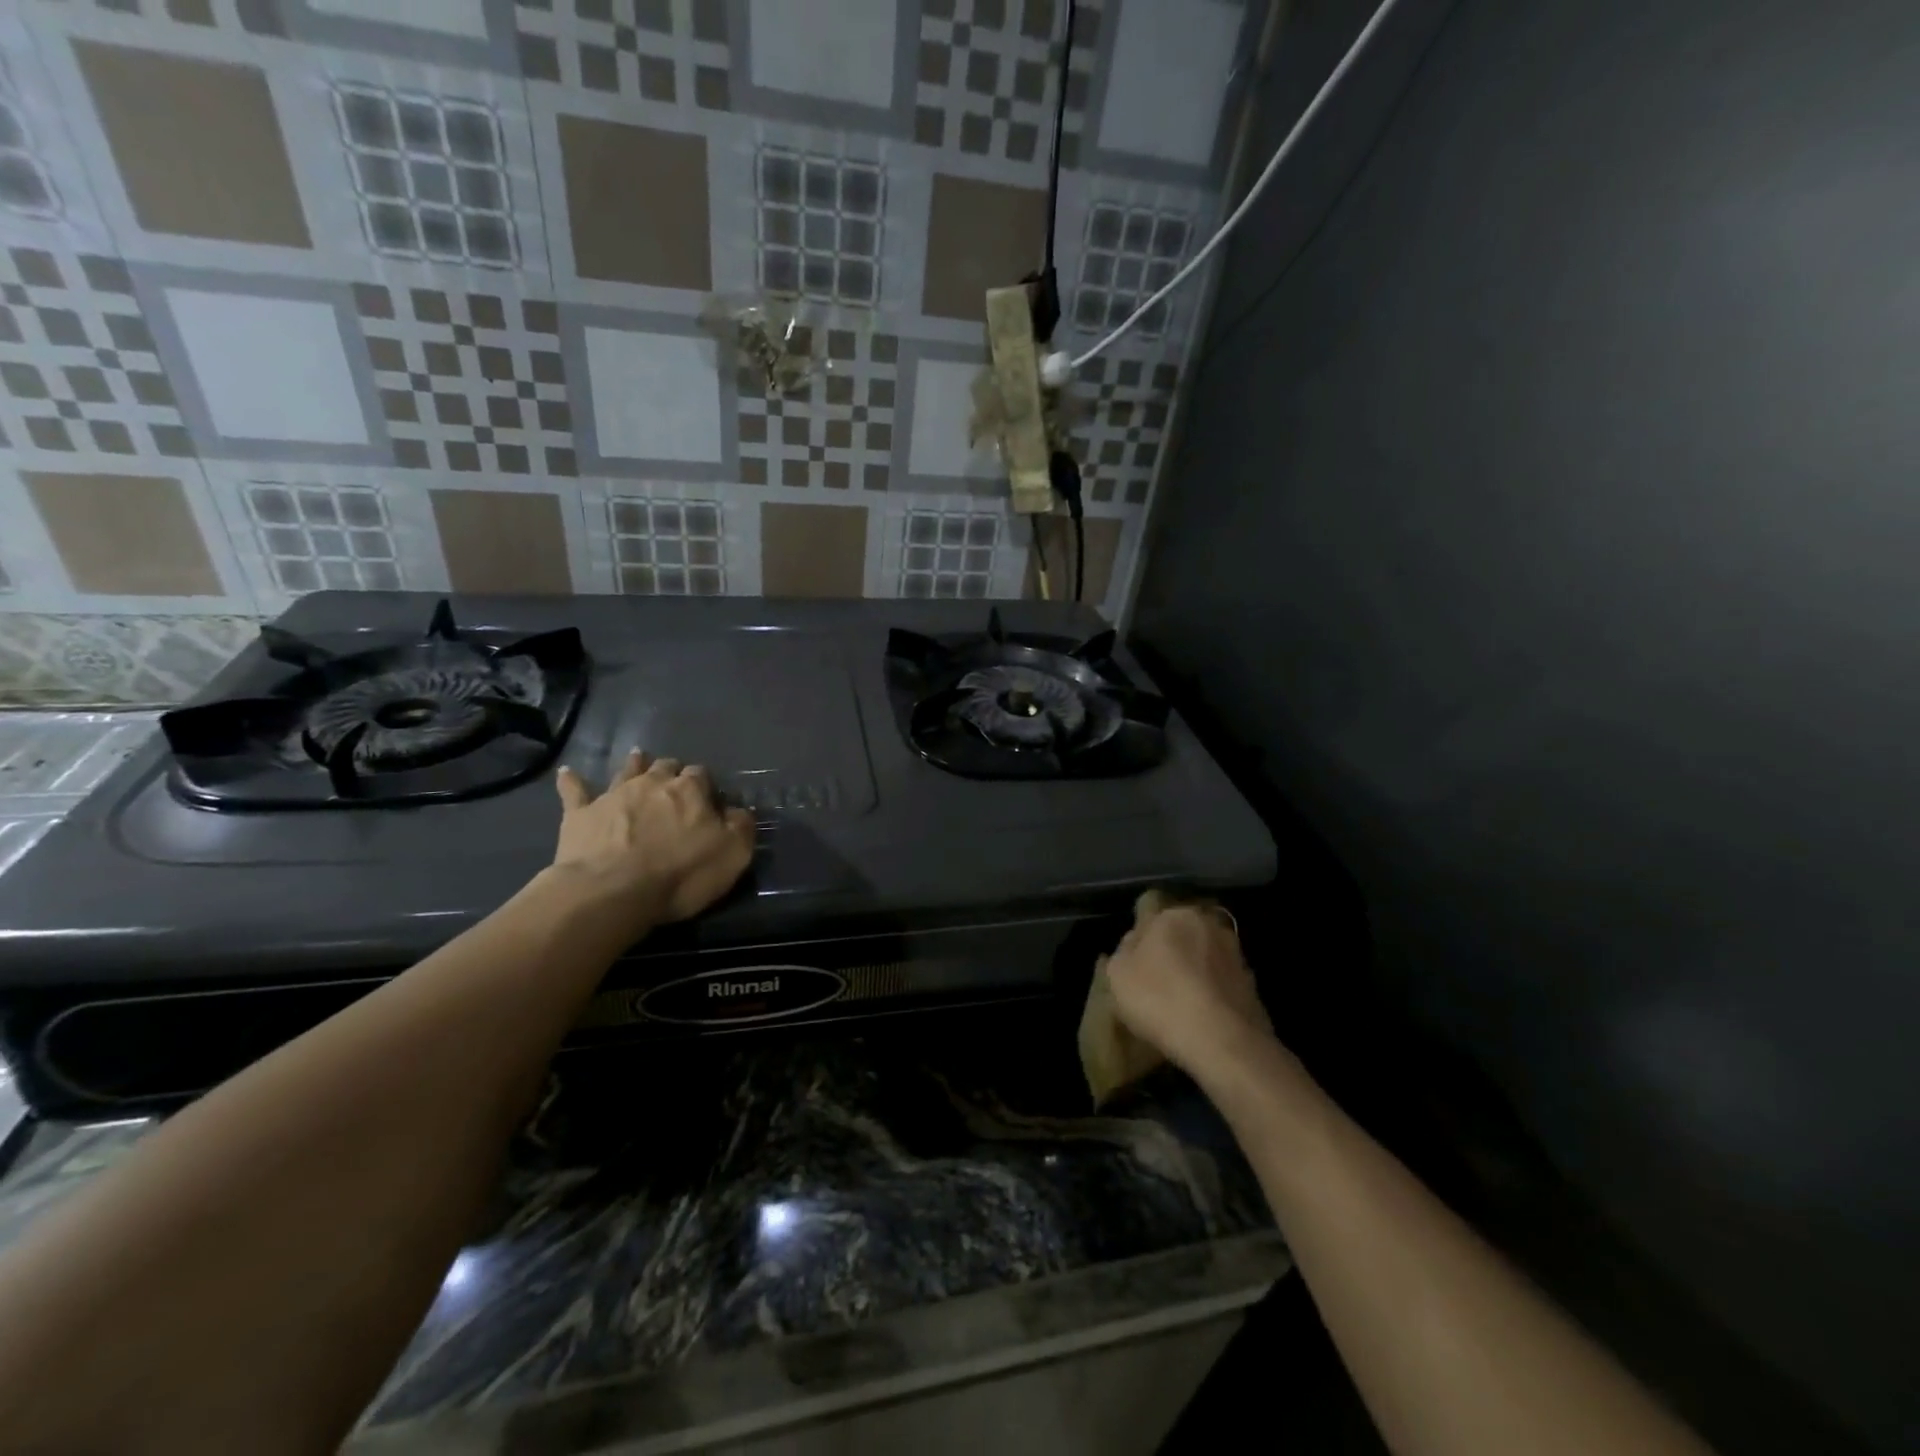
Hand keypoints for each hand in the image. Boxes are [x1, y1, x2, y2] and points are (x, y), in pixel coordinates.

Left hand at [551, 750, 755, 930]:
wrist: (611, 891)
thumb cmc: (680, 874)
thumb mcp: (733, 854)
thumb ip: (740, 826)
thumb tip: (738, 811)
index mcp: (690, 790)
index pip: (702, 776)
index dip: (706, 786)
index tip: (708, 800)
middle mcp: (652, 783)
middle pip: (665, 767)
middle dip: (671, 771)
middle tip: (674, 782)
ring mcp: (613, 795)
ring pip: (627, 771)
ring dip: (634, 764)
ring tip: (638, 756)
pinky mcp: (580, 814)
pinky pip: (575, 791)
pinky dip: (571, 781)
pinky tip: (567, 772)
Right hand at [1104, 900, 1276, 1075]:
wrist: (1223, 1042)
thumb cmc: (1160, 999)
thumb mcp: (1118, 974)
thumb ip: (1123, 951)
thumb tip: (1135, 943)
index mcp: (1174, 914)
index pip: (1149, 912)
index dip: (1138, 938)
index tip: (1132, 963)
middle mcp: (1208, 924)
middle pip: (1180, 934)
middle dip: (1170, 951)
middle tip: (1155, 982)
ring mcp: (1235, 954)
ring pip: (1203, 957)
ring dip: (1193, 972)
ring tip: (1179, 1003)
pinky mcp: (1252, 984)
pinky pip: (1221, 983)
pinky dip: (1211, 993)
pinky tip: (1201, 1017)